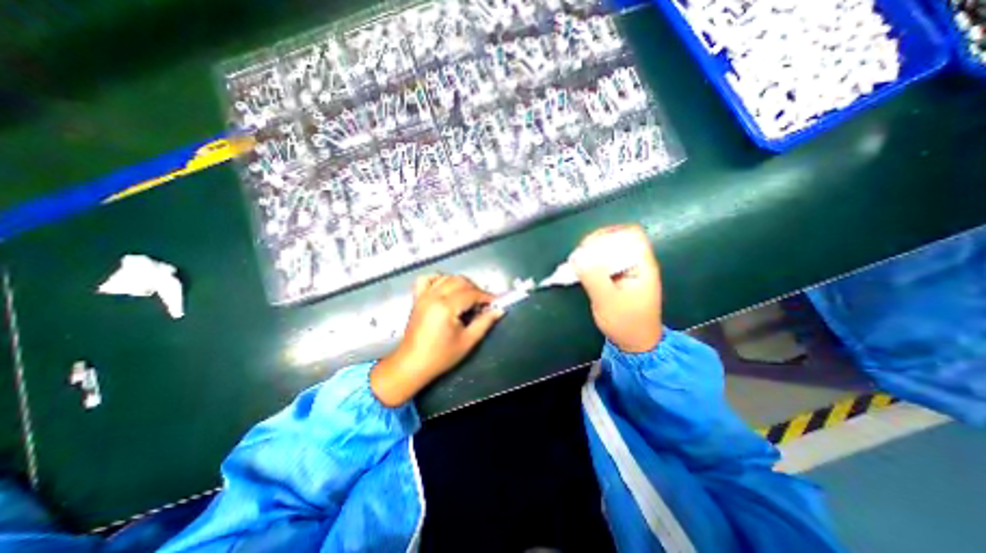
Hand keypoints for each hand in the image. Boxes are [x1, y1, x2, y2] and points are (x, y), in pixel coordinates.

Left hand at [371, 274, 503, 405]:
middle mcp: (434, 296)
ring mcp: (423, 295)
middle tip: (483, 303)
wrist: (412, 364)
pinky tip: (446, 288)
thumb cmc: (441, 356)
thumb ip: (484, 322)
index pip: (471, 293)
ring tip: (468, 297)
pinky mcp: (417, 298)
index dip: (486, 296)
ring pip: (446, 277)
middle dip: (475, 289)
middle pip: (460, 281)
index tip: (496, 302)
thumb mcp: (468, 341)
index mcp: (445, 307)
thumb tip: (499, 310)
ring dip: (461, 283)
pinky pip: (427, 279)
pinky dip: (439, 279)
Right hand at [571, 222, 660, 349]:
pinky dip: (592, 264)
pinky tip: (581, 271)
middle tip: (579, 256)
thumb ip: (594, 277)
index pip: (631, 234)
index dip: (610, 234)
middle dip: (596, 244)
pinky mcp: (618, 278)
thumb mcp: (607, 301)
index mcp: (642, 265)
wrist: (636, 343)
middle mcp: (637, 263)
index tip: (589, 245)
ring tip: (577, 263)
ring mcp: (628, 271)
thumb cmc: (626, 323)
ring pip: (609, 251)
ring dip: (592, 254)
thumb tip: (577, 256)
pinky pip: (604, 263)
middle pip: (618, 239)